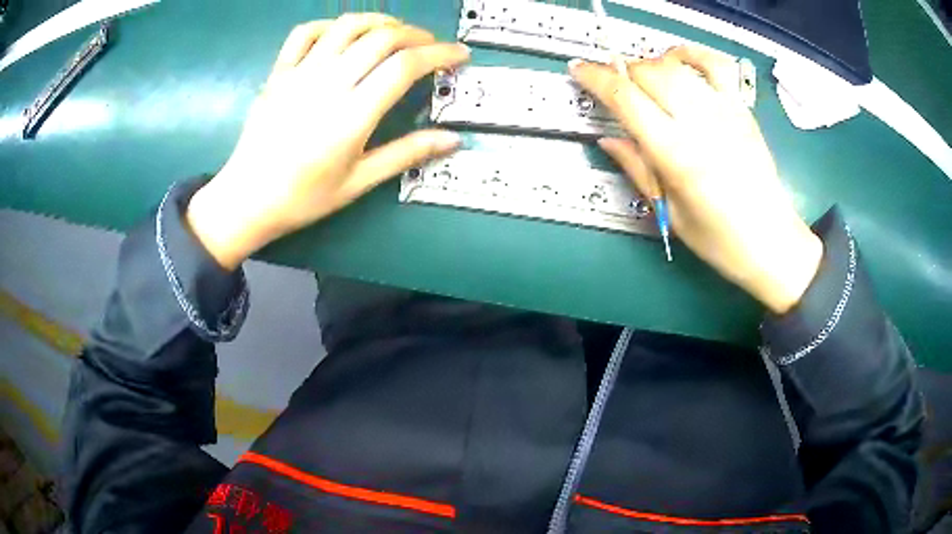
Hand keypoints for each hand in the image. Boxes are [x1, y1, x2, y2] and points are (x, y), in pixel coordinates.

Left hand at [187, 15, 469, 269]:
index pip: (405, 66)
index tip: (459, 55)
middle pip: (381, 38)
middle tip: (430, 46)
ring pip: (347, 26)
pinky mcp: (279, 72)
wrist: (246, 199)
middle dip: (416, 35)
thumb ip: (406, 154)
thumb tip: (452, 139)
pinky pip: (305, 32)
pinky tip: (344, 34)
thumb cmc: (303, 197)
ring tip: (395, 32)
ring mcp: (300, 73)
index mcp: (352, 115)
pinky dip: (331, 25)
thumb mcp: (358, 182)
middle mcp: (328, 84)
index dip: (439, 54)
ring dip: (380, 21)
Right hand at [570, 47, 822, 313]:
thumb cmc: (721, 239)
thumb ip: (638, 169)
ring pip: (674, 65)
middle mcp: (698, 123)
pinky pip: (715, 65)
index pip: (625, 97)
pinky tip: (678, 59)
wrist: (771, 240)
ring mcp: (723, 111)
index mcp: (676, 154)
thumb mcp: (671, 213)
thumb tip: (609, 140)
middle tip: (614, 86)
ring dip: (649, 65)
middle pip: (647, 72)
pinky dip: (691, 53)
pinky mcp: (740, 110)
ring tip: (643, 79)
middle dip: (622, 72)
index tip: (579, 70)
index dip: (595, 77)